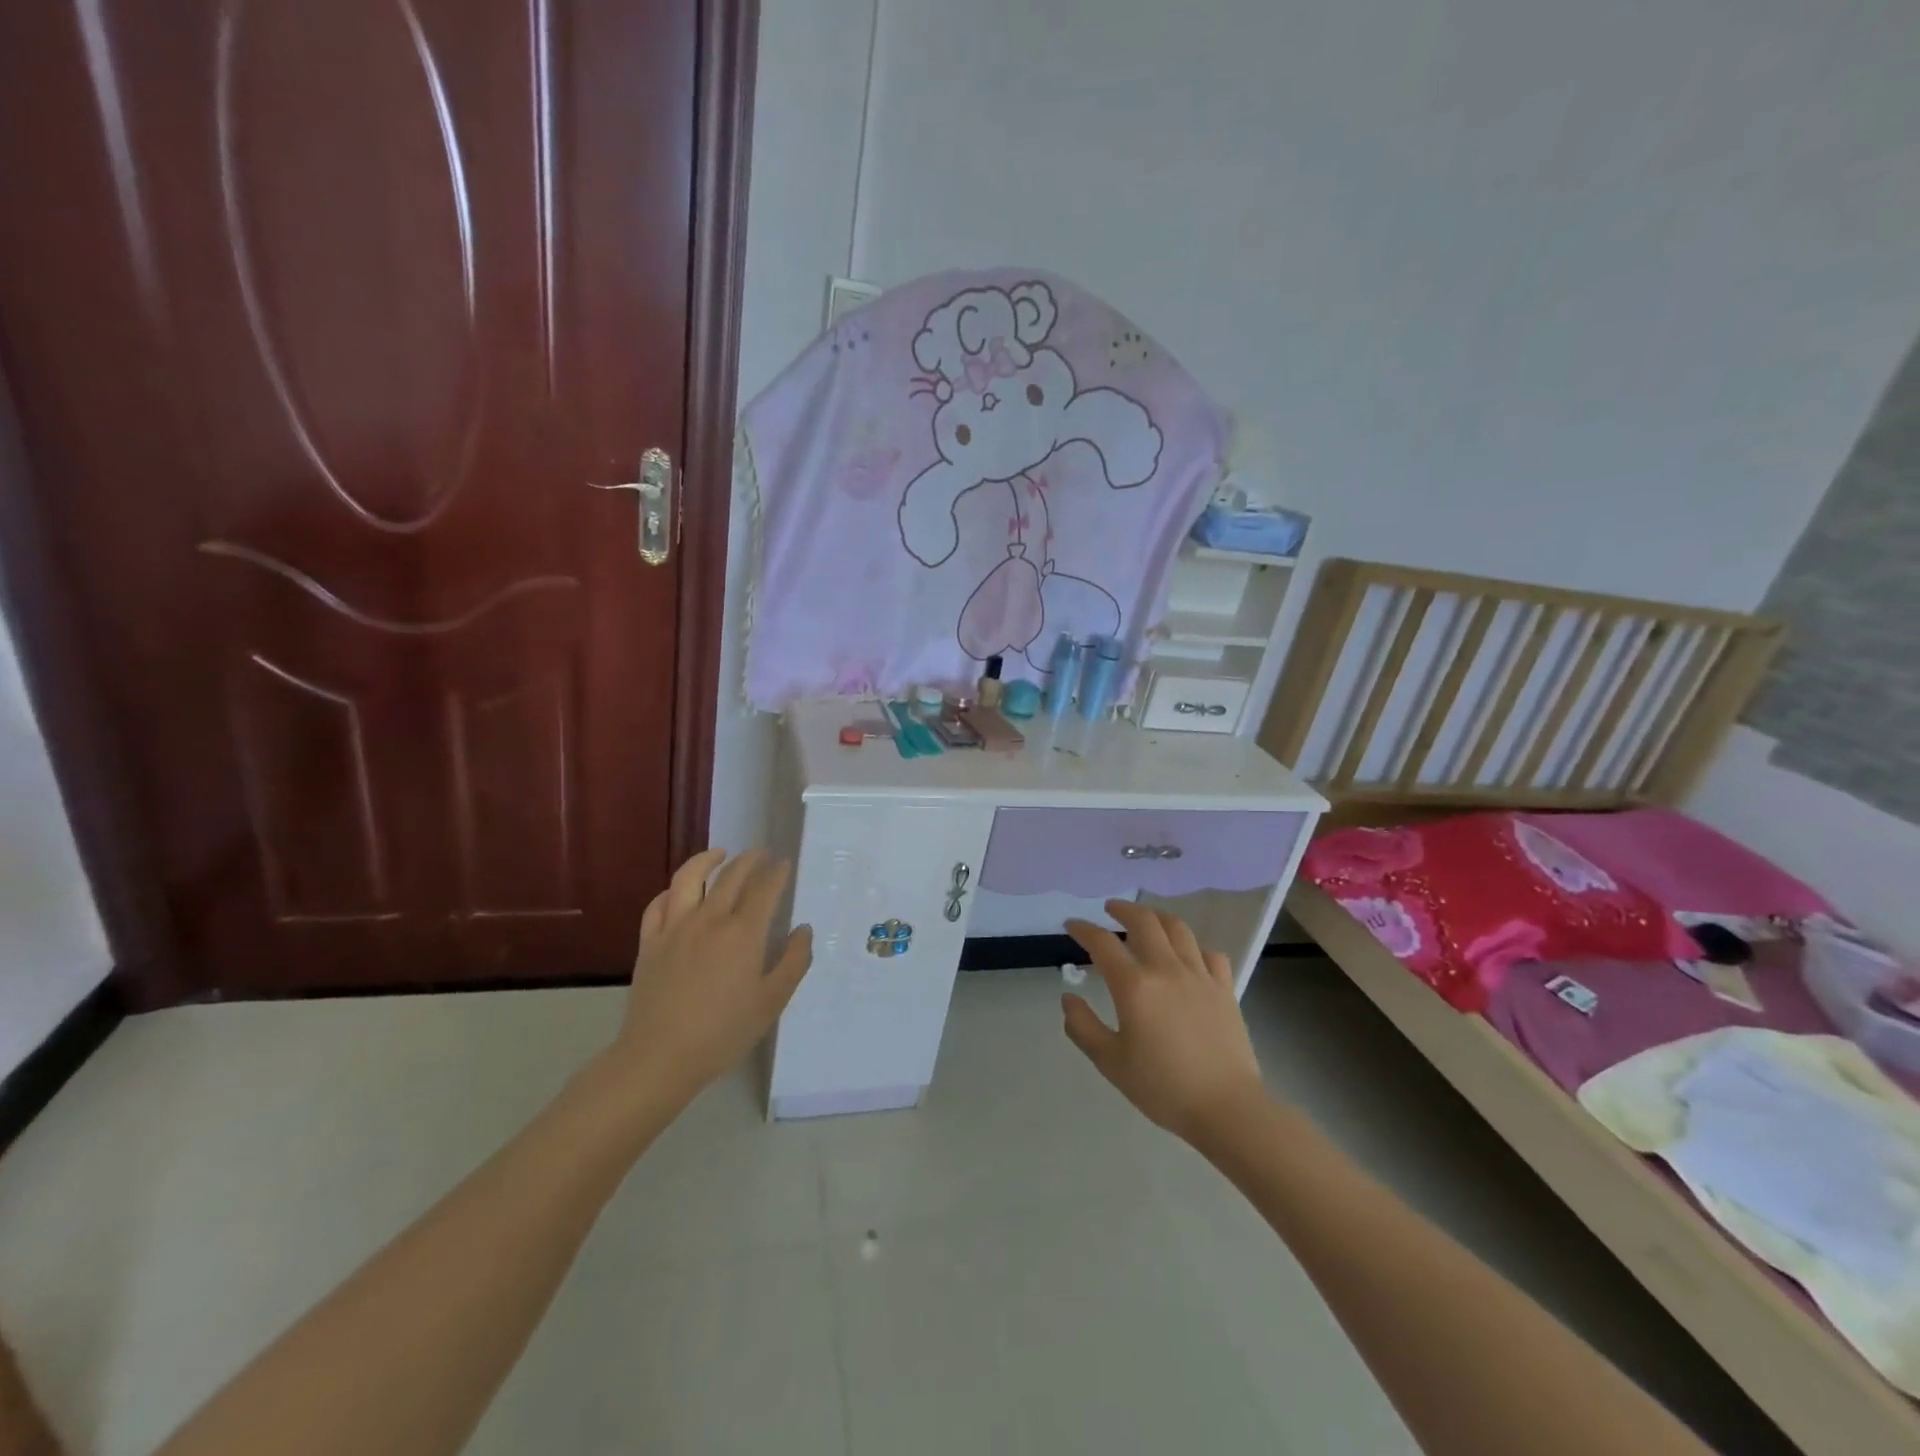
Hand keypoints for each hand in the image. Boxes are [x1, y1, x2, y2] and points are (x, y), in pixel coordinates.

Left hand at [609, 849, 812, 1110]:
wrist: (660, 1057)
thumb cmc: (724, 1032)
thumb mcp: (772, 1001)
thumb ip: (794, 961)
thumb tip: (803, 929)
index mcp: (743, 933)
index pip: (764, 889)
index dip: (777, 873)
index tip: (784, 864)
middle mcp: (710, 919)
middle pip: (731, 875)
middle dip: (750, 860)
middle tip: (761, 854)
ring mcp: (675, 928)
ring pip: (689, 878)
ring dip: (707, 859)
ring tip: (720, 854)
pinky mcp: (650, 942)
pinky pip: (658, 904)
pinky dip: (672, 891)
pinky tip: (680, 892)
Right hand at [1062, 901, 1266, 1141]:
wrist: (1227, 1108)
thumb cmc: (1163, 1088)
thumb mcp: (1110, 1062)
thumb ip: (1082, 1027)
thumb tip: (1068, 998)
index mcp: (1135, 986)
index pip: (1103, 944)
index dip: (1084, 929)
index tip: (1072, 924)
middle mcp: (1167, 969)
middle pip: (1144, 922)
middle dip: (1123, 910)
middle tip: (1109, 909)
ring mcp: (1200, 976)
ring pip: (1178, 929)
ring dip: (1157, 917)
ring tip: (1146, 920)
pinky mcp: (1225, 988)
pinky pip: (1210, 953)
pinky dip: (1194, 946)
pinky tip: (1188, 955)